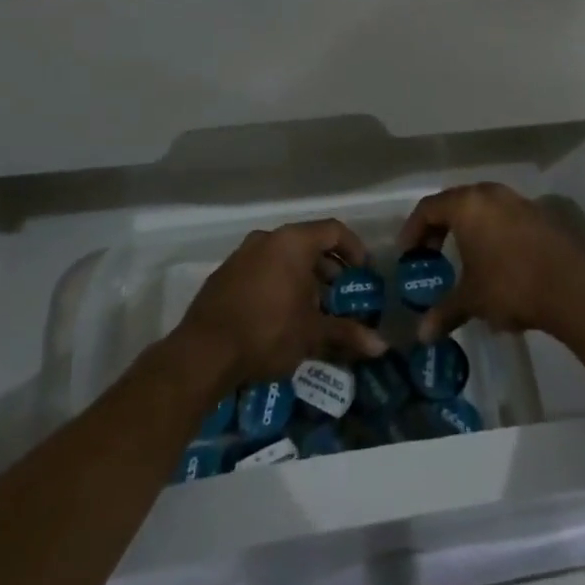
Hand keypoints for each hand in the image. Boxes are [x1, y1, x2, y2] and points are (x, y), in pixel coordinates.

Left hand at [176, 218, 387, 386]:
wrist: (203, 353)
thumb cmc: (267, 331)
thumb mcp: (312, 334)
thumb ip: (347, 334)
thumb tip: (381, 347)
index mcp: (292, 242)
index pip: (334, 230)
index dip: (354, 249)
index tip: (364, 273)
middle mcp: (267, 238)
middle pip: (308, 243)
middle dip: (329, 268)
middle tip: (342, 295)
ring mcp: (242, 254)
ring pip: (283, 257)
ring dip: (303, 277)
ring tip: (314, 308)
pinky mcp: (224, 275)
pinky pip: (262, 269)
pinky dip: (279, 283)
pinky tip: (282, 315)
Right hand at [397, 182, 584, 342]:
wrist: (574, 286)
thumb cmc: (511, 285)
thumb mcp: (472, 300)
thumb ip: (445, 312)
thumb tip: (422, 335)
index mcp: (467, 205)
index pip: (428, 208)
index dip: (413, 229)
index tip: (408, 253)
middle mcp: (491, 194)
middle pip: (456, 203)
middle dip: (440, 228)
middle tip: (432, 254)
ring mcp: (519, 201)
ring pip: (483, 208)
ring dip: (469, 229)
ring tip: (465, 258)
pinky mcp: (542, 214)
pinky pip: (506, 217)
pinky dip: (493, 232)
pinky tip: (497, 261)